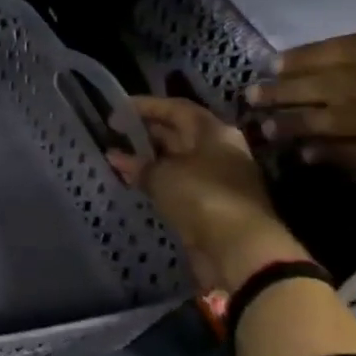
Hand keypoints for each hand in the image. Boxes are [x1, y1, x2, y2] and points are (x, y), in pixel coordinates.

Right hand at [108, 96, 307, 294]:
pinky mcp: (211, 205)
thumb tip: (116, 156)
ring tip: (117, 158)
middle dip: (146, 132)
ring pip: (177, 160)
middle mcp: (219, 150)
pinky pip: (178, 183)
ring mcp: (217, 179)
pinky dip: (156, 180)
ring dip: (148, 158)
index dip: (146, 106)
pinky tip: (134, 182)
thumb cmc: (202, 196)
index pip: (177, 108)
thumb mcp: (162, 175)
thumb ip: (138, 164)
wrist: (240, 249)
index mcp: (214, 132)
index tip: (117, 110)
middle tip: (115, 133)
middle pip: (179, 133)